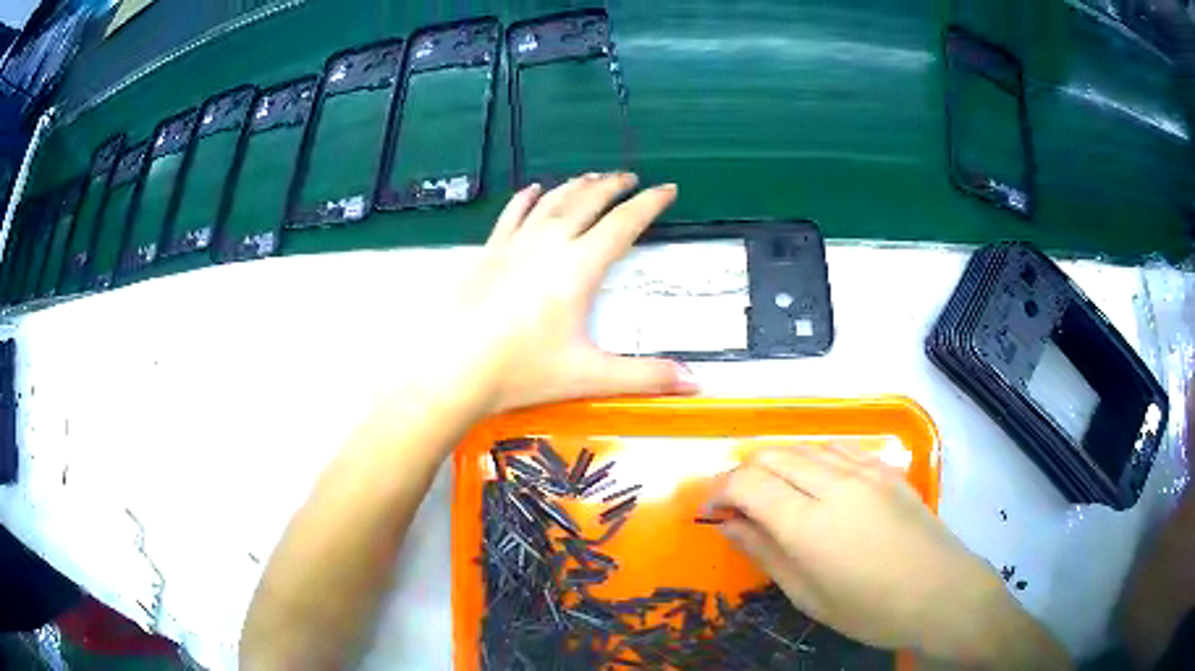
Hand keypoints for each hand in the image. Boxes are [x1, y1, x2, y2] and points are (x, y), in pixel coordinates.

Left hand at [457, 173, 697, 414]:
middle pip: (587, 202)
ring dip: (576, 186)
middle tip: (630, 177)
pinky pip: (512, 215)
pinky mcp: (488, 253)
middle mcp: (549, 245)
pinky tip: (533, 189)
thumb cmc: (523, 372)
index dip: (649, 204)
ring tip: (593, 177)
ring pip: (551, 202)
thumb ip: (645, 376)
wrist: (455, 371)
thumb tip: (696, 382)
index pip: (623, 224)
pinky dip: (527, 199)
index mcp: (578, 268)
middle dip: (613, 186)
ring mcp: (514, 245)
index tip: (667, 189)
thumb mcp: (590, 375)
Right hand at [709, 443, 1064, 666]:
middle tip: (736, 504)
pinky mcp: (887, 468)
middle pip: (773, 454)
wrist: (941, 593)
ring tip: (772, 493)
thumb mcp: (808, 595)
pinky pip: (838, 448)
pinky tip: (815, 481)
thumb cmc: (870, 609)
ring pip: (804, 445)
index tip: (708, 510)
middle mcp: (835, 483)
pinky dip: (813, 457)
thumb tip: (728, 525)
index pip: (747, 482)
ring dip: (777, 463)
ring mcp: (865, 470)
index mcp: (809, 523)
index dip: (718, 490)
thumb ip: (764, 553)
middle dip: (743, 472)